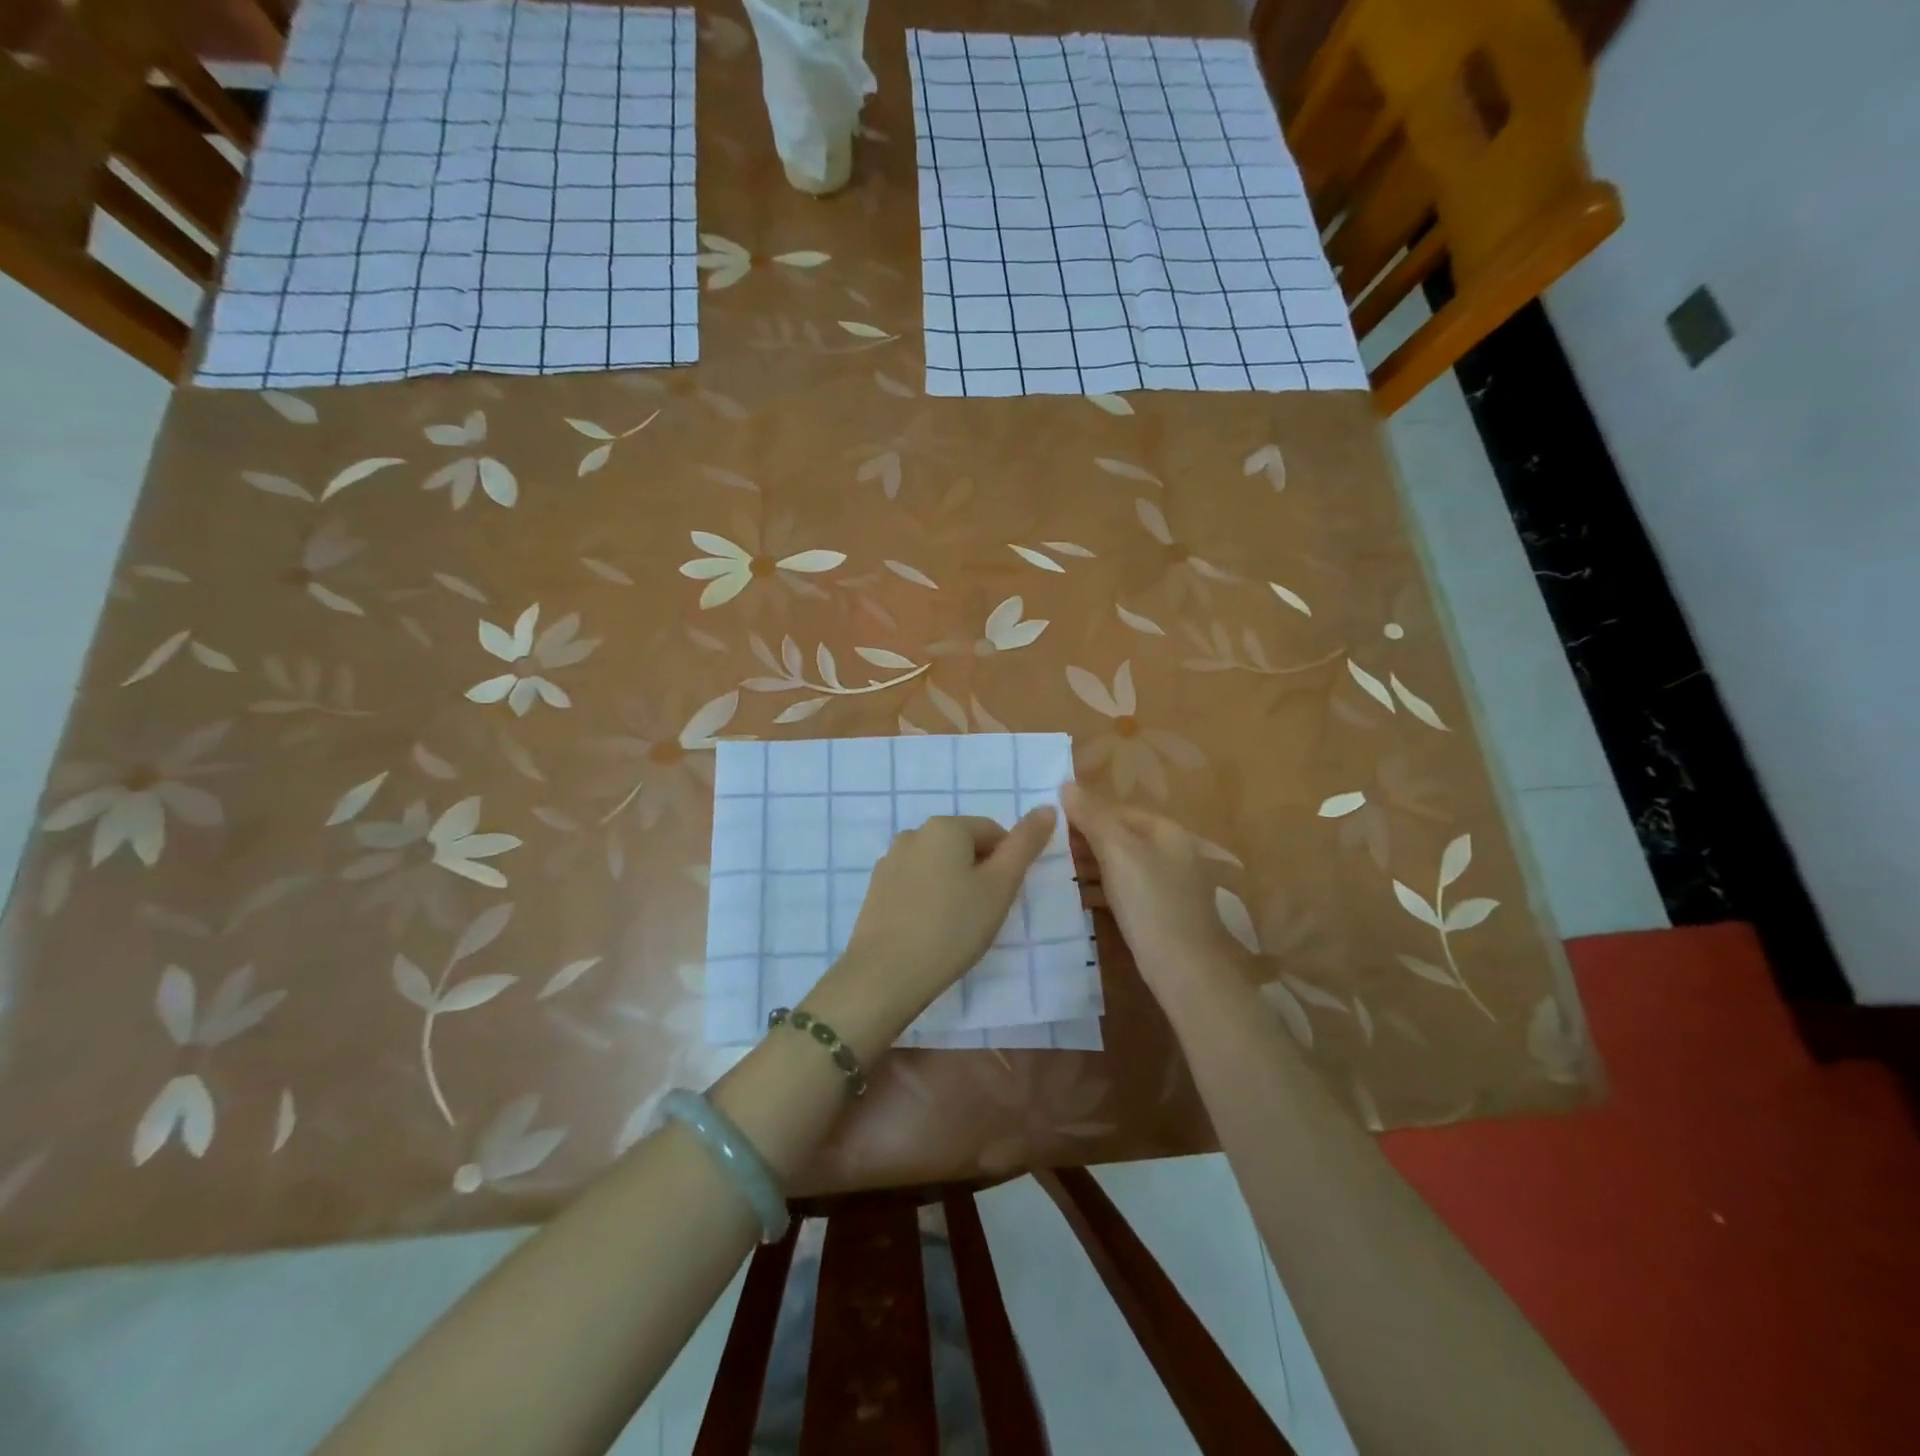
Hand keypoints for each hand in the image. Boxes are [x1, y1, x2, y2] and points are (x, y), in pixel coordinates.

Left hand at [808, 808, 1057, 1056]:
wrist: (885, 974)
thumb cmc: (952, 927)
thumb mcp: (1000, 886)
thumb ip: (1025, 845)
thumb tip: (1047, 808)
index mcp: (945, 827)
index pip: (993, 832)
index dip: (1007, 864)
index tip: (1004, 899)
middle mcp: (914, 833)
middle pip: (963, 846)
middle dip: (980, 874)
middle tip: (984, 914)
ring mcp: (890, 861)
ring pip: (938, 865)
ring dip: (954, 886)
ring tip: (957, 925)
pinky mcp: (876, 888)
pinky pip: (915, 884)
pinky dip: (929, 899)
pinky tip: (931, 929)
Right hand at [1061, 781, 1248, 993]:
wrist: (1184, 971)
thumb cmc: (1150, 903)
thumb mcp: (1118, 852)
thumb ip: (1093, 817)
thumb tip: (1067, 784)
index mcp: (1166, 831)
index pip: (1118, 810)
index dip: (1084, 813)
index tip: (1049, 824)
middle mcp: (1171, 852)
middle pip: (1120, 836)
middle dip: (1085, 841)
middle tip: (1046, 850)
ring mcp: (1167, 885)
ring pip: (1120, 865)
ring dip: (1089, 866)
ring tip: (1054, 872)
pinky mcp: (1159, 914)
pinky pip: (1124, 892)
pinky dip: (1101, 890)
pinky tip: (1077, 898)